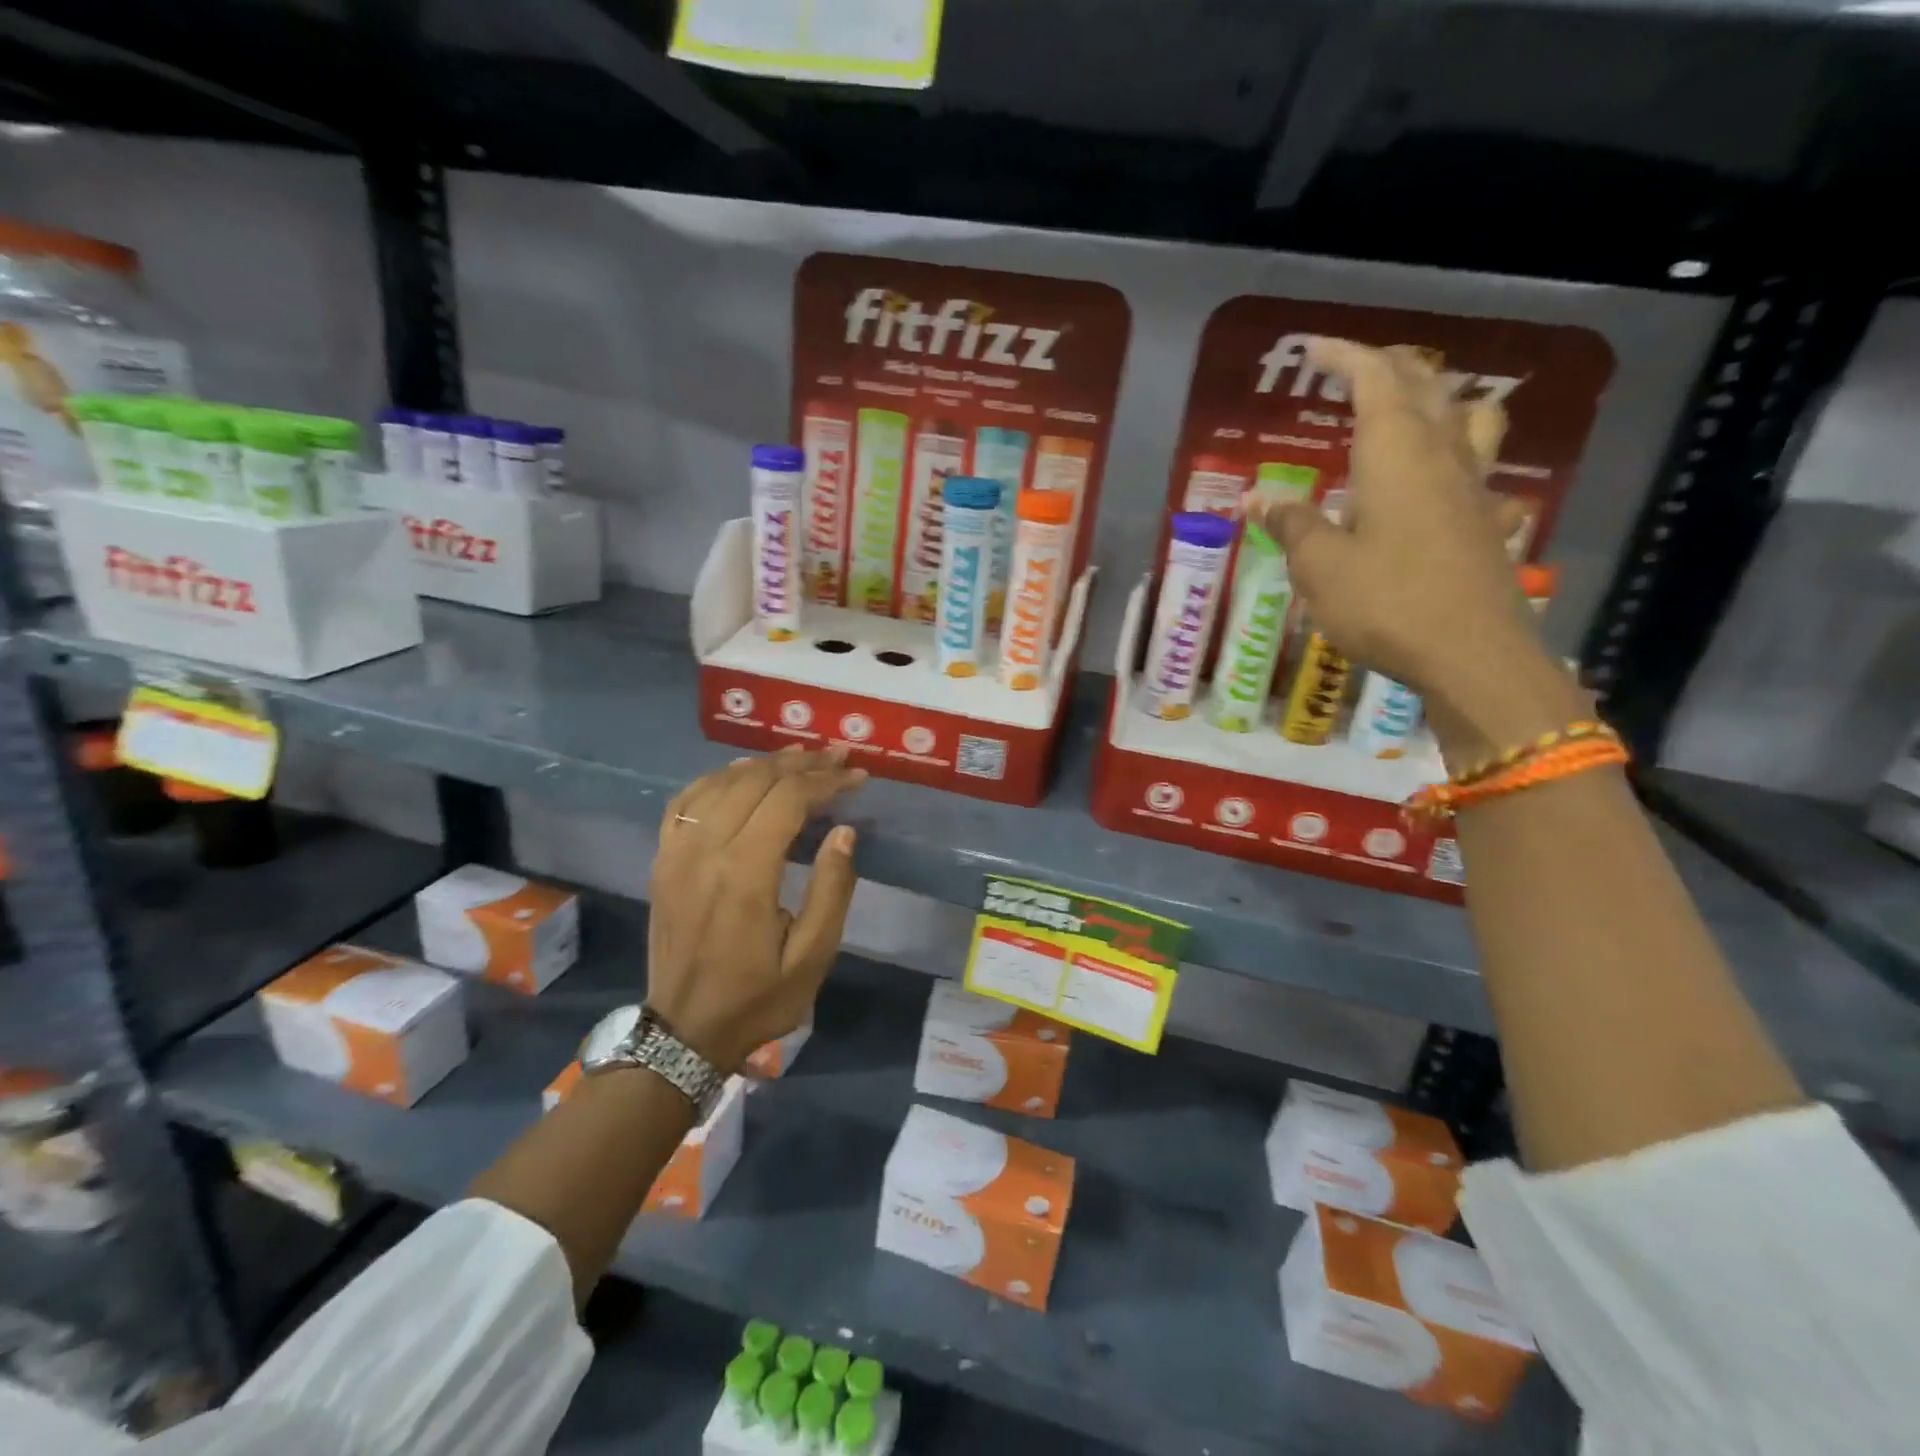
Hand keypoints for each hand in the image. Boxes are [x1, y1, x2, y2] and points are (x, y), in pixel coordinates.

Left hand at [646, 747, 866, 1070]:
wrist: (683, 1032)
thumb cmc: (757, 998)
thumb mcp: (812, 957)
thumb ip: (832, 890)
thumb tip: (844, 832)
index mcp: (744, 875)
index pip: (788, 801)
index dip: (825, 781)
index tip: (857, 776)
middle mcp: (705, 851)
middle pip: (755, 782)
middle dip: (801, 764)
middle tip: (837, 757)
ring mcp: (676, 853)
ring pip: (719, 783)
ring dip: (763, 764)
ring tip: (799, 757)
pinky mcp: (662, 860)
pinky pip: (685, 801)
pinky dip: (716, 778)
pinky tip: (739, 774)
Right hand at [1251, 337, 1585, 765]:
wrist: (1470, 654)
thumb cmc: (1385, 602)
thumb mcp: (1319, 567)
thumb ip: (1292, 525)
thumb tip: (1260, 498)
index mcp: (1396, 454)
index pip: (1375, 379)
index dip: (1343, 356)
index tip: (1310, 350)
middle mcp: (1441, 456)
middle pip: (1426, 387)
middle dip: (1386, 369)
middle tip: (1350, 374)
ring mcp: (1472, 488)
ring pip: (1470, 418)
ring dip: (1439, 400)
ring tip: (1411, 411)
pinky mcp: (1486, 522)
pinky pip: (1480, 470)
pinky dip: (1460, 459)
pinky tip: (1444, 486)